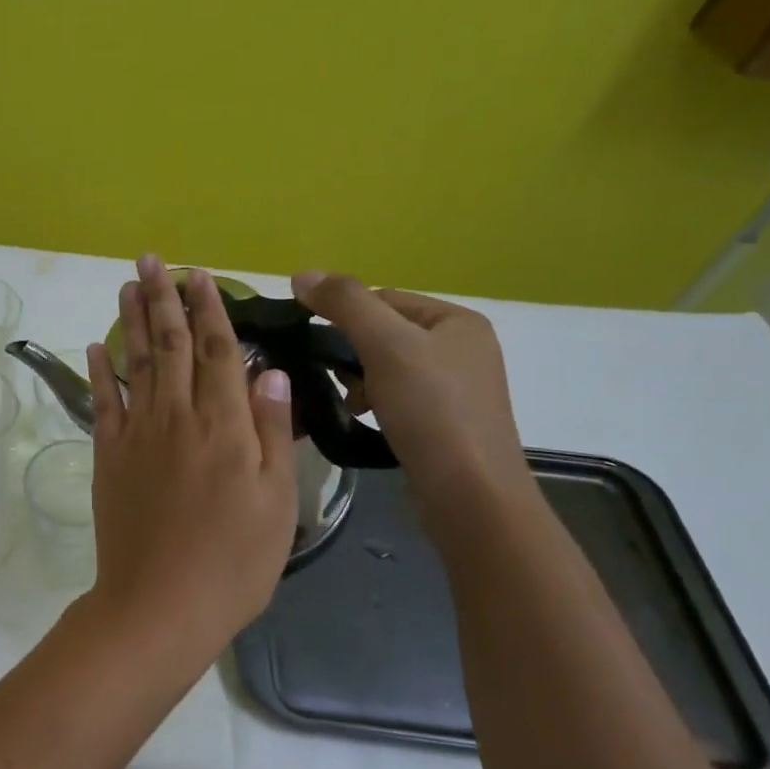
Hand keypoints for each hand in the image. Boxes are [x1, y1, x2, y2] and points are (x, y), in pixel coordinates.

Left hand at [86, 256, 296, 653]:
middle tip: (153, 261)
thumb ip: (271, 431)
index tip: (199, 276)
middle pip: (170, 345)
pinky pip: (102, 402)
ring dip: (131, 320)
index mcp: (225, 426)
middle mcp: (177, 417)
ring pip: (135, 362)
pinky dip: (98, 370)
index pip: (217, 351)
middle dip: (163, 299)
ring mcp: (137, 434)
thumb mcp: (276, 502)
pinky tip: (95, 345)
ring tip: (128, 284)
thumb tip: (268, 371)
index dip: (210, 310)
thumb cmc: (233, 562)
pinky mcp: (108, 456)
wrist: (159, 604)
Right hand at [290, 273, 531, 516]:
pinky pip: (398, 397)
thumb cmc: (431, 410)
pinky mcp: (446, 422)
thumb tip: (301, 274)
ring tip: (350, 403)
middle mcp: (464, 348)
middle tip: (334, 378)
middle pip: (385, 333)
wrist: (469, 494)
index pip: (383, 298)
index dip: (345, 316)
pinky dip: (375, 403)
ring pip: (387, 367)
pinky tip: (365, 419)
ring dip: (359, 380)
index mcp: (458, 321)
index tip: (317, 345)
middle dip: (351, 353)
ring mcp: (457, 388)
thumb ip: (344, 303)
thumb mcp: (385, 345)